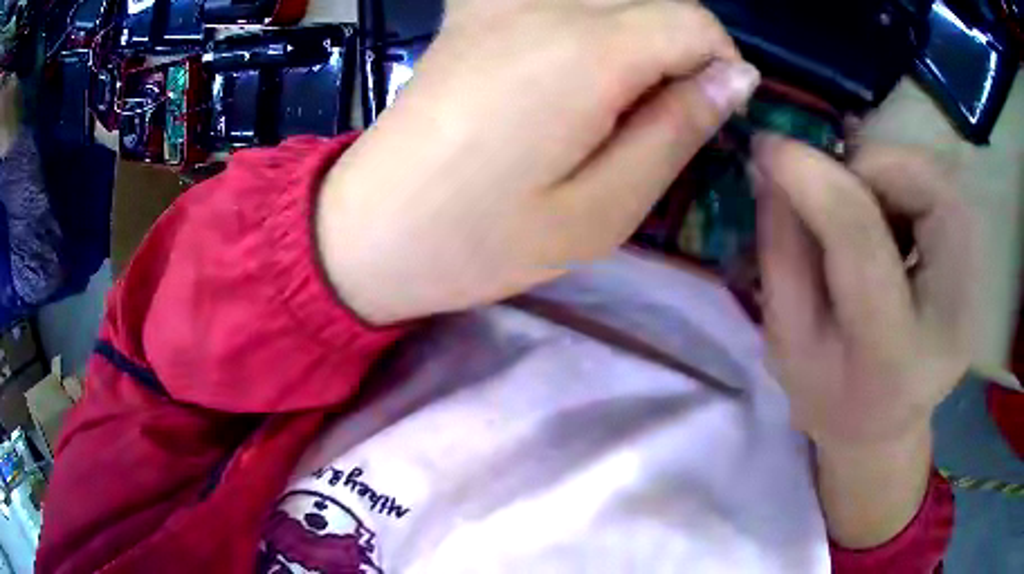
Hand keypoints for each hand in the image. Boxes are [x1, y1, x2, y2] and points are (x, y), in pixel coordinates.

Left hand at [317, 0, 758, 323]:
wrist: (370, 229)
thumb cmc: (481, 241)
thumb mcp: (602, 211)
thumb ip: (676, 130)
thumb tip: (734, 78)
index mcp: (583, 52)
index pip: (694, 20)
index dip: (721, 63)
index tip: (711, 111)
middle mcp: (541, 3)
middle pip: (655, 1)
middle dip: (680, 52)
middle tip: (655, 118)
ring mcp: (498, 0)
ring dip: (635, 38)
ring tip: (608, 102)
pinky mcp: (472, 10)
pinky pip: (556, 0)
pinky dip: (585, 24)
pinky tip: (566, 68)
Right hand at [754, 137, 976, 449]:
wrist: (885, 425)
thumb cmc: (831, 396)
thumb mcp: (786, 343)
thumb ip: (781, 251)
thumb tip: (774, 165)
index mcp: (893, 354)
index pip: (862, 239)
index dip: (814, 178)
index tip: (769, 146)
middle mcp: (953, 315)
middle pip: (925, 190)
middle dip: (866, 166)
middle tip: (830, 186)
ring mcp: (974, 288)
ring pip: (938, 179)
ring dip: (887, 173)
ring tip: (860, 208)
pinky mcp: (977, 267)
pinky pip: (944, 190)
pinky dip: (906, 184)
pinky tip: (889, 219)